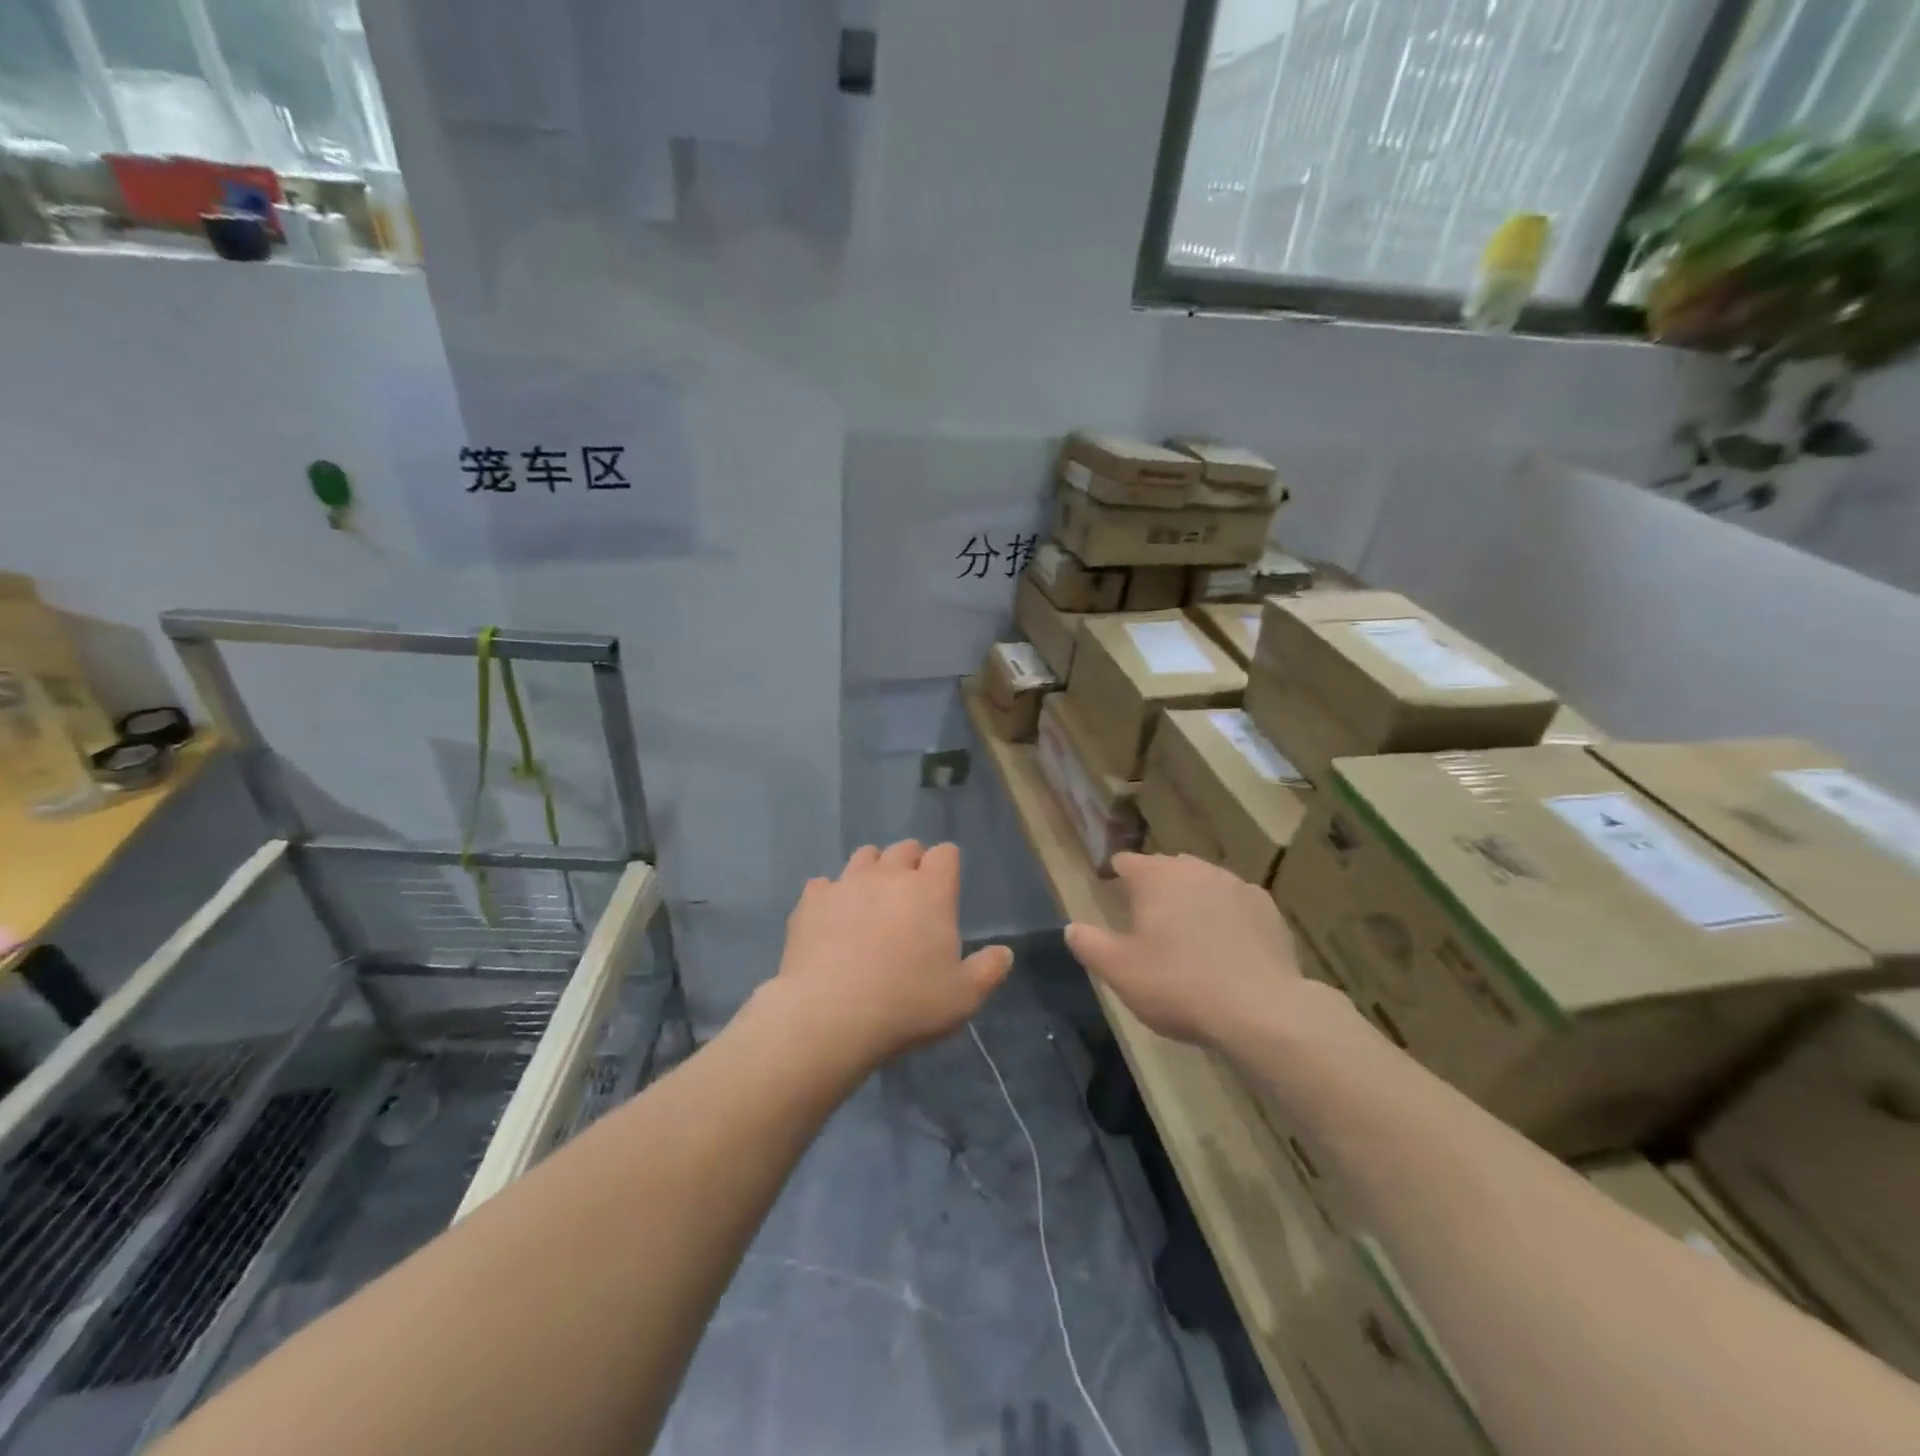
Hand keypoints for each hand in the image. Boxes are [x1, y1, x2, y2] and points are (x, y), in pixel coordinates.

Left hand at [769, 841, 1013, 1069]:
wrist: (830, 1016)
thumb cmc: (907, 1004)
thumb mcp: (963, 997)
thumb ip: (989, 970)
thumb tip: (1004, 952)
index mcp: (930, 891)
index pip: (945, 853)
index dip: (947, 865)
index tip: (945, 887)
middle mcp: (889, 876)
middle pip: (905, 848)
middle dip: (911, 863)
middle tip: (911, 895)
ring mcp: (846, 884)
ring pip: (864, 856)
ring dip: (873, 870)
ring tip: (872, 900)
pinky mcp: (811, 902)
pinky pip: (823, 885)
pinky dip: (831, 896)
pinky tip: (831, 920)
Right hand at [1065, 852, 1303, 1050]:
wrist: (1260, 1010)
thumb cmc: (1178, 985)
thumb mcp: (1120, 971)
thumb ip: (1090, 944)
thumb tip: (1071, 927)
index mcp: (1156, 877)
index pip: (1128, 862)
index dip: (1117, 875)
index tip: (1112, 891)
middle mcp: (1196, 870)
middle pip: (1168, 869)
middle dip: (1156, 887)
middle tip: (1148, 920)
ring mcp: (1236, 886)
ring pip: (1204, 883)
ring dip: (1192, 900)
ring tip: (1188, 933)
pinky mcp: (1267, 909)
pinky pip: (1235, 904)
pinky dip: (1226, 917)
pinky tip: (1226, 946)